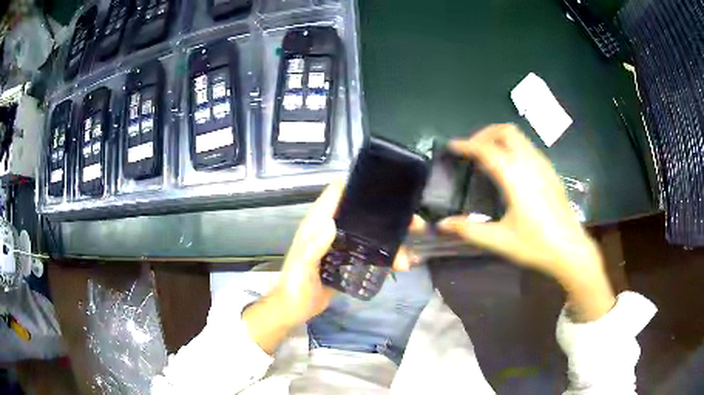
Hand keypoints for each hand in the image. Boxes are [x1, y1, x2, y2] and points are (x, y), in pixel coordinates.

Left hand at [273, 179, 423, 324]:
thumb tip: (331, 221)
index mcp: (318, 223)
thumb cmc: (294, 285)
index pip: (337, 193)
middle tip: (414, 224)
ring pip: (371, 235)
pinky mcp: (349, 262)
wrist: (295, 309)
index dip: (358, 185)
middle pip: (363, 214)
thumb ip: (313, 246)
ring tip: (408, 258)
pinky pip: (371, 254)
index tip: (385, 185)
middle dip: (389, 217)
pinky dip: (387, 257)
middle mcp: (332, 229)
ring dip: (392, 242)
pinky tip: (401, 265)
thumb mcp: (302, 266)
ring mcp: (343, 246)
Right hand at [438, 124, 614, 320]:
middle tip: (471, 150)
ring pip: (519, 137)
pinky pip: (528, 147)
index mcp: (516, 177)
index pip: (487, 149)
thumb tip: (442, 224)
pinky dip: (512, 147)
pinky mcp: (551, 172)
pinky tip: (509, 169)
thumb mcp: (500, 240)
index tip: (451, 146)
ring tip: (487, 157)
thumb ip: (469, 230)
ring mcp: (543, 165)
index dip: (466, 145)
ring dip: (499, 138)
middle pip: (505, 131)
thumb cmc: (536, 245)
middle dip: (485, 134)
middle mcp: (530, 163)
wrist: (571, 250)